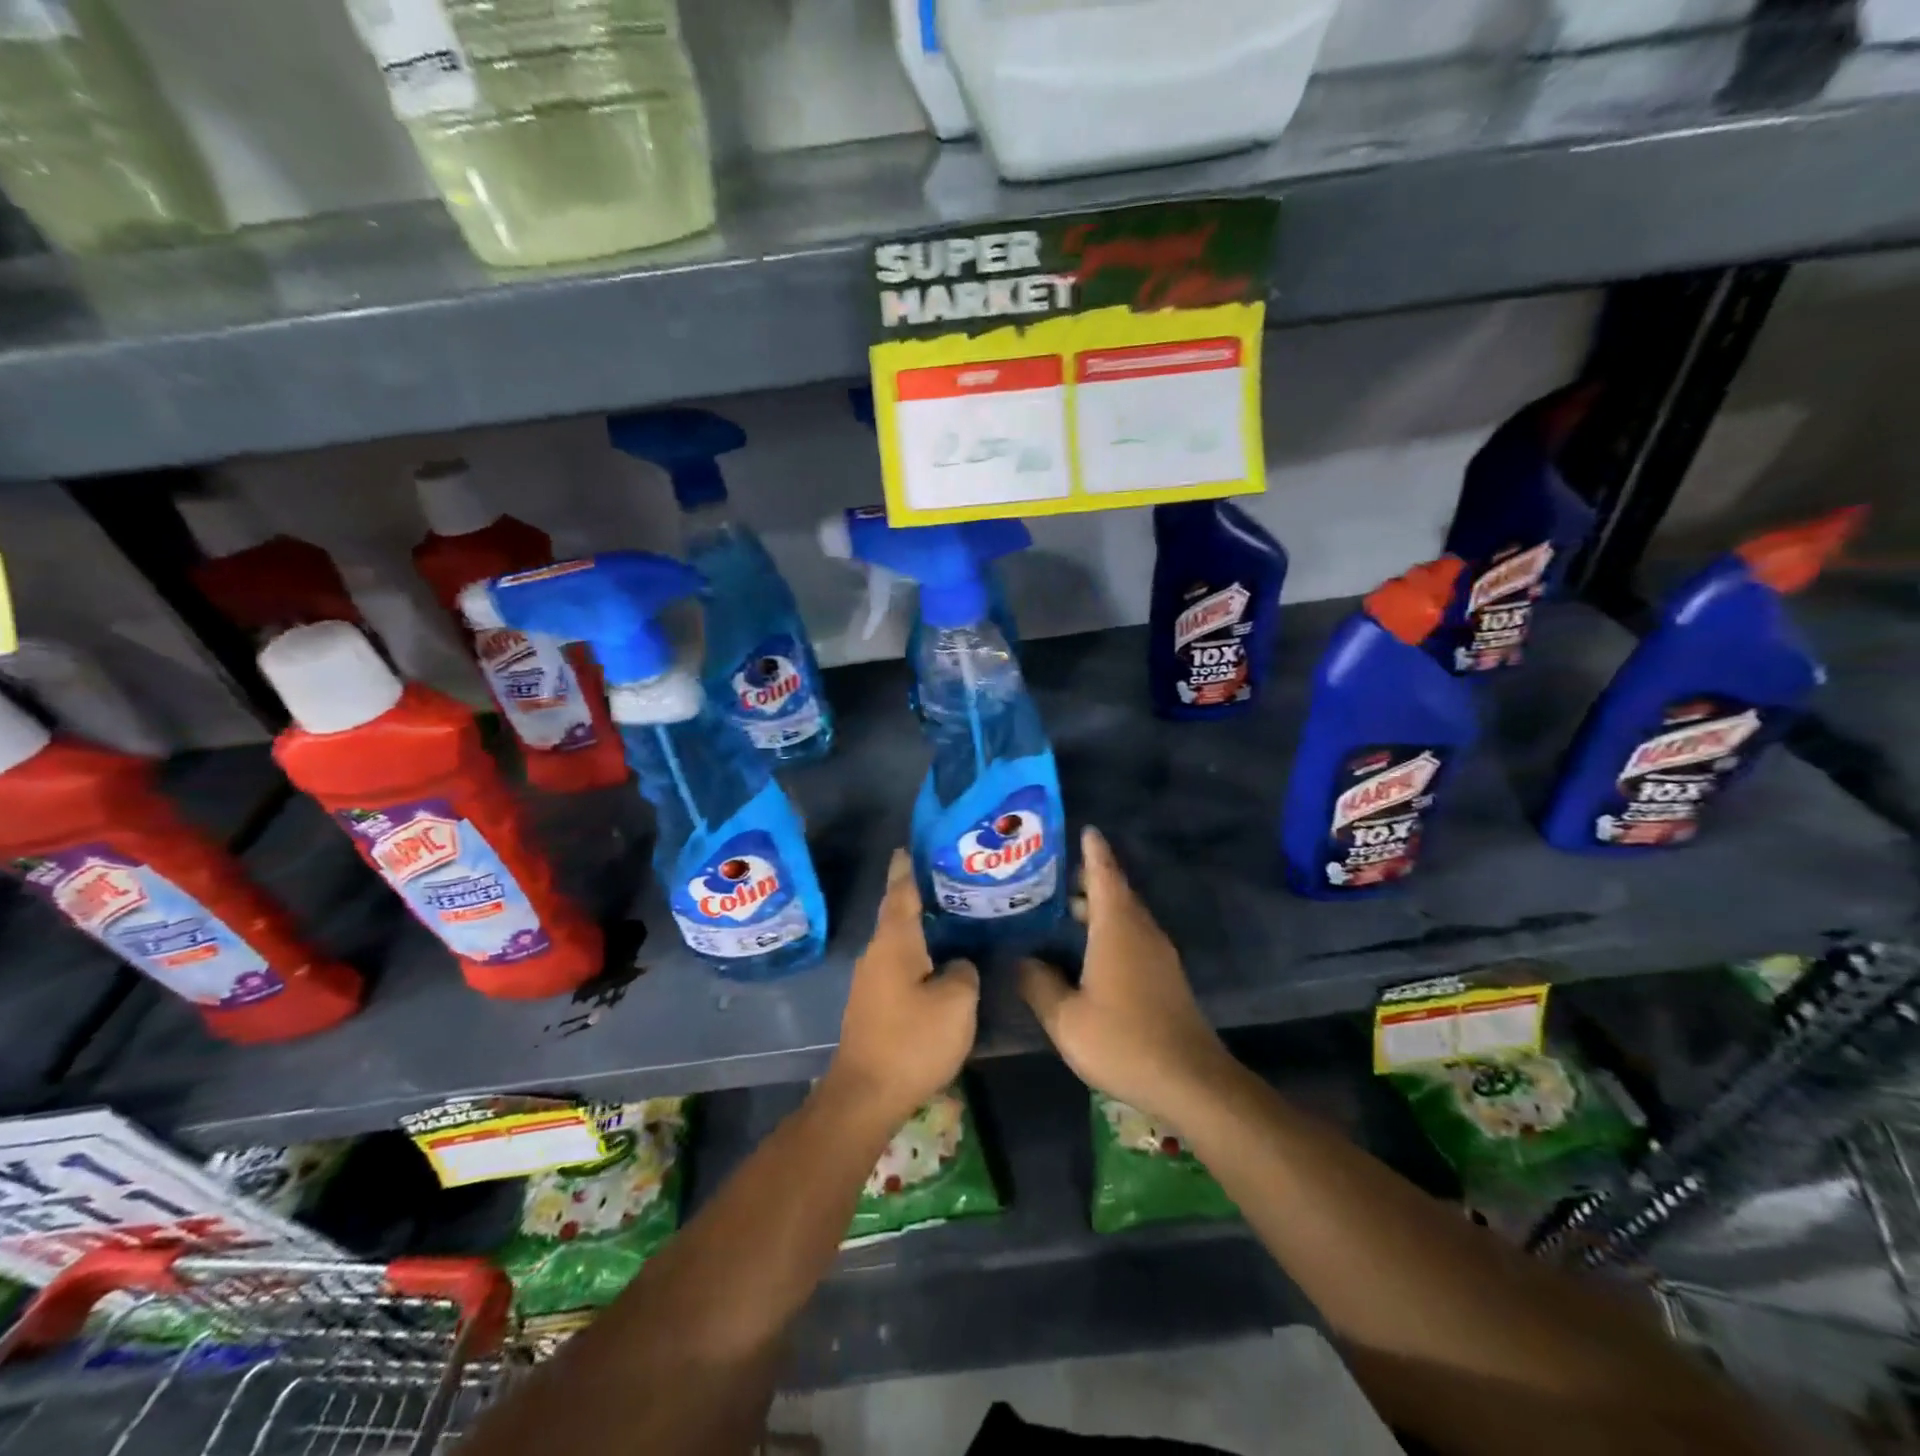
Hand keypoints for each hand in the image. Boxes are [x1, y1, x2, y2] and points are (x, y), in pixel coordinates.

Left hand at [827, 849, 979, 1130]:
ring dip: (919, 927)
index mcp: (894, 943)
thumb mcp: (956, 1003)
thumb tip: (957, 965)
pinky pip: (898, 965)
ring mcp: (870, 981)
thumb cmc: (912, 1041)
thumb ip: (963, 972)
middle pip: (897, 915)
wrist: (866, 1095)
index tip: (910, 846)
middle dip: (918, 895)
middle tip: (949, 880)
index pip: (901, 893)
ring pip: (898, 942)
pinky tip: (938, 961)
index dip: (907, 868)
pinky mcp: (872, 1005)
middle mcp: (877, 954)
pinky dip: (917, 954)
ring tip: (950, 916)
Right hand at [1019, 826, 1229, 1123]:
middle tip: (1051, 875)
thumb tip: (1021, 959)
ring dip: (1098, 905)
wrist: (1191, 1081)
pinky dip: (1109, 927)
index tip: (1084, 829)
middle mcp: (1141, 931)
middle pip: (1115, 890)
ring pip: (1125, 914)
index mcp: (1117, 927)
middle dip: (1088, 877)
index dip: (1093, 850)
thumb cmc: (1124, 1041)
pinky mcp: (1165, 976)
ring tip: (1063, 908)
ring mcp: (1158, 954)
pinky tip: (1088, 949)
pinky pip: (1133, 934)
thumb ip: (1039, 984)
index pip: (1104, 874)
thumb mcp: (1066, 1018)